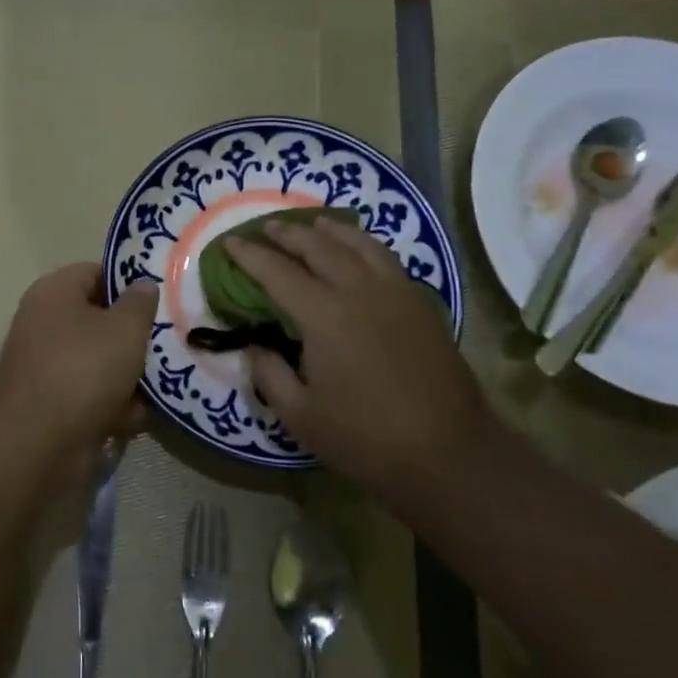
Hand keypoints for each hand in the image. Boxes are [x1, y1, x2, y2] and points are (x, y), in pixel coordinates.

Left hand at [0, 263, 157, 451]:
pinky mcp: (54, 404)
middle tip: (170, 341)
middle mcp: (46, 323)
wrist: (36, 442)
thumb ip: (140, 302)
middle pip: (100, 320)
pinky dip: (114, 405)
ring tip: (162, 382)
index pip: (96, 272)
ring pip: (100, 361)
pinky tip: (137, 416)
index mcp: (55, 292)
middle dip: (135, 335)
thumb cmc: (83, 368)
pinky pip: (92, 394)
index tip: (163, 297)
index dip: (130, 282)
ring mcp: (48, 365)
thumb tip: (143, 283)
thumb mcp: (125, 328)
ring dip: (129, 374)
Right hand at [225, 219, 483, 497]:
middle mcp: (358, 291)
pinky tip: (358, 251)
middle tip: (267, 228)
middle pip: (317, 246)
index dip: (249, 255)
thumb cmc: (365, 438)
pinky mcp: (420, 303)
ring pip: (357, 244)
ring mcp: (394, 292)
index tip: (229, 243)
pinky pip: (386, 258)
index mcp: (323, 316)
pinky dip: (363, 244)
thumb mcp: (300, 416)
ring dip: (329, 230)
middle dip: (287, 233)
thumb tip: (255, 345)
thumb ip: (270, 374)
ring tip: (313, 225)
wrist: (448, 453)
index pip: (277, 272)